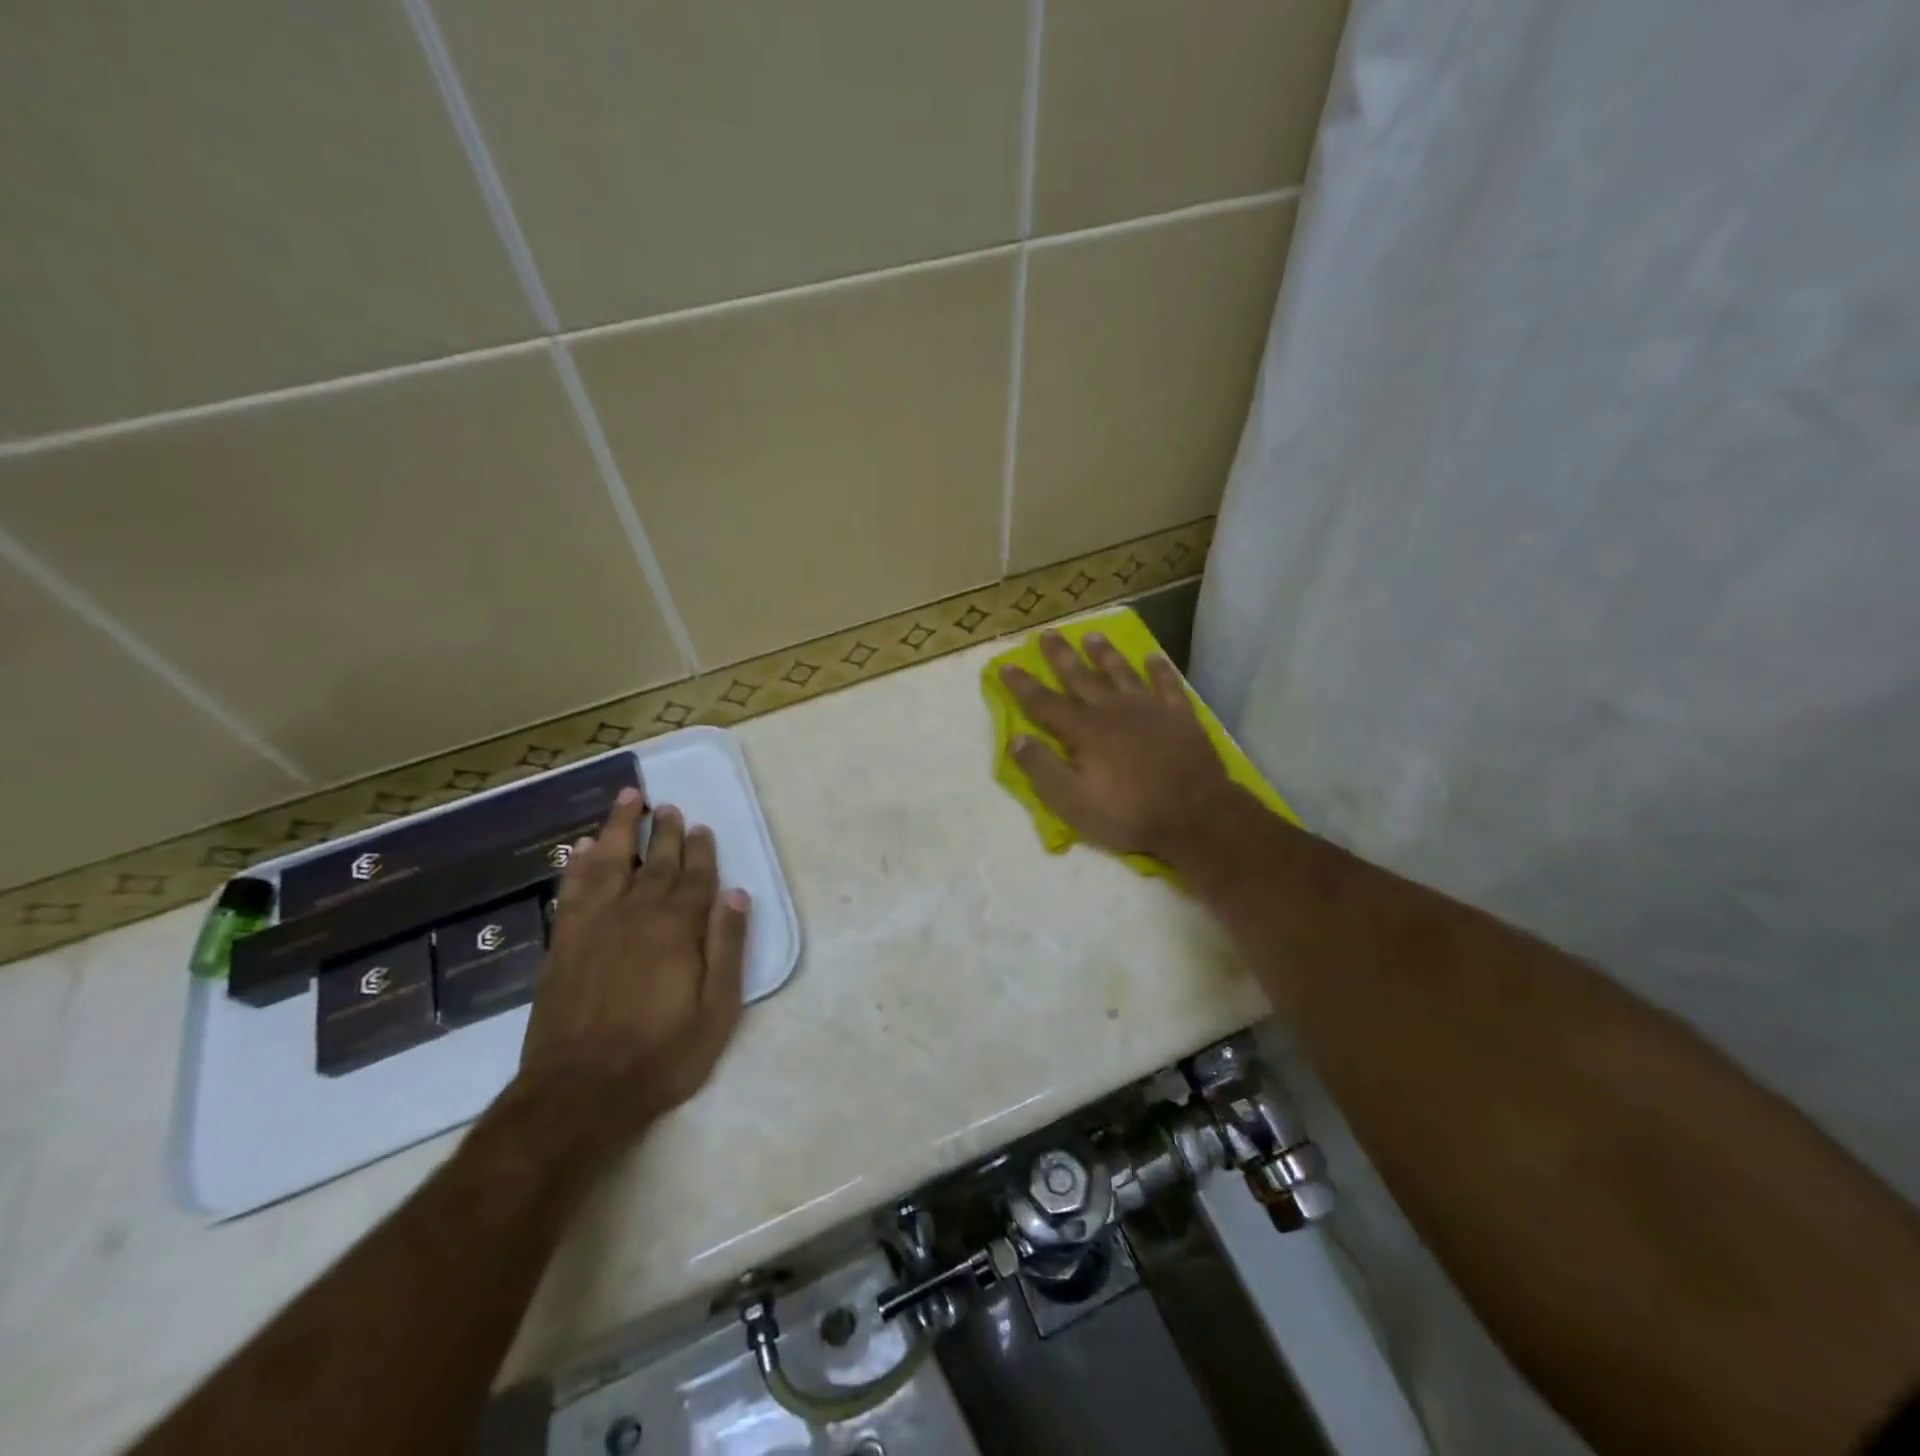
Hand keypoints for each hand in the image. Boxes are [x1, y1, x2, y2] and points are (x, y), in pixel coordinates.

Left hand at [518, 789, 750, 1141]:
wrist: (578, 1093)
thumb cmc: (660, 1055)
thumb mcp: (716, 1010)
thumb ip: (727, 948)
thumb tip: (735, 895)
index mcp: (678, 928)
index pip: (695, 878)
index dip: (701, 851)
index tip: (702, 827)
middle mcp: (637, 914)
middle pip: (657, 863)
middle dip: (665, 832)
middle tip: (669, 807)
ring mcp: (595, 925)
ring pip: (610, 862)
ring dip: (620, 829)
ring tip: (628, 799)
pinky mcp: (564, 942)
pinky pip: (573, 889)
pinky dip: (579, 864)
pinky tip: (582, 847)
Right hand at [999, 631, 1240, 861]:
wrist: (1194, 814)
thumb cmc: (1127, 813)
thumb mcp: (1072, 801)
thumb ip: (1042, 768)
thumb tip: (1016, 738)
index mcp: (1084, 730)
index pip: (1044, 703)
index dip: (1023, 685)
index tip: (1006, 665)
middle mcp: (1112, 710)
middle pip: (1081, 677)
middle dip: (1061, 656)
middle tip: (1048, 633)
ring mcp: (1149, 709)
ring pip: (1121, 672)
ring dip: (1105, 654)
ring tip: (1092, 636)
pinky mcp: (1179, 716)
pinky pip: (1167, 684)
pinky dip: (1159, 669)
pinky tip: (1153, 656)